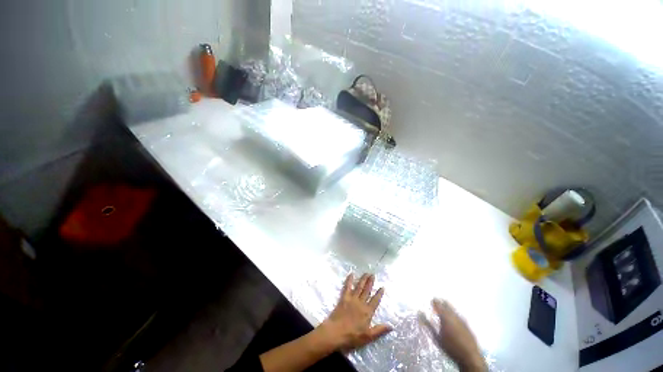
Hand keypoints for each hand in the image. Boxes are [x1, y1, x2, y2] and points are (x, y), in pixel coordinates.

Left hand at [319, 273, 391, 350]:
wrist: (336, 332)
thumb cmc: (352, 336)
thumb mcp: (368, 337)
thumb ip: (379, 330)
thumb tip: (391, 326)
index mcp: (367, 312)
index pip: (375, 301)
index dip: (379, 294)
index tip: (382, 287)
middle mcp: (360, 303)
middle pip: (367, 290)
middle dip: (370, 282)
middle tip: (373, 274)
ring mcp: (352, 299)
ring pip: (359, 287)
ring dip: (363, 279)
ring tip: (366, 273)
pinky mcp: (343, 298)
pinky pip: (347, 287)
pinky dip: (349, 280)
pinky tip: (351, 274)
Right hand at [427, 299, 485, 371]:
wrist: (470, 357)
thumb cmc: (450, 347)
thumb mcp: (436, 337)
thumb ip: (428, 325)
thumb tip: (420, 313)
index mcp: (445, 316)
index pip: (438, 304)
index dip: (434, 301)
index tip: (430, 301)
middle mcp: (454, 315)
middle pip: (446, 304)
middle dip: (441, 302)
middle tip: (436, 304)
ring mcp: (462, 319)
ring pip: (453, 309)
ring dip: (447, 308)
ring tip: (443, 311)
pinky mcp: (467, 325)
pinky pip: (458, 315)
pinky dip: (453, 314)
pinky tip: (452, 319)